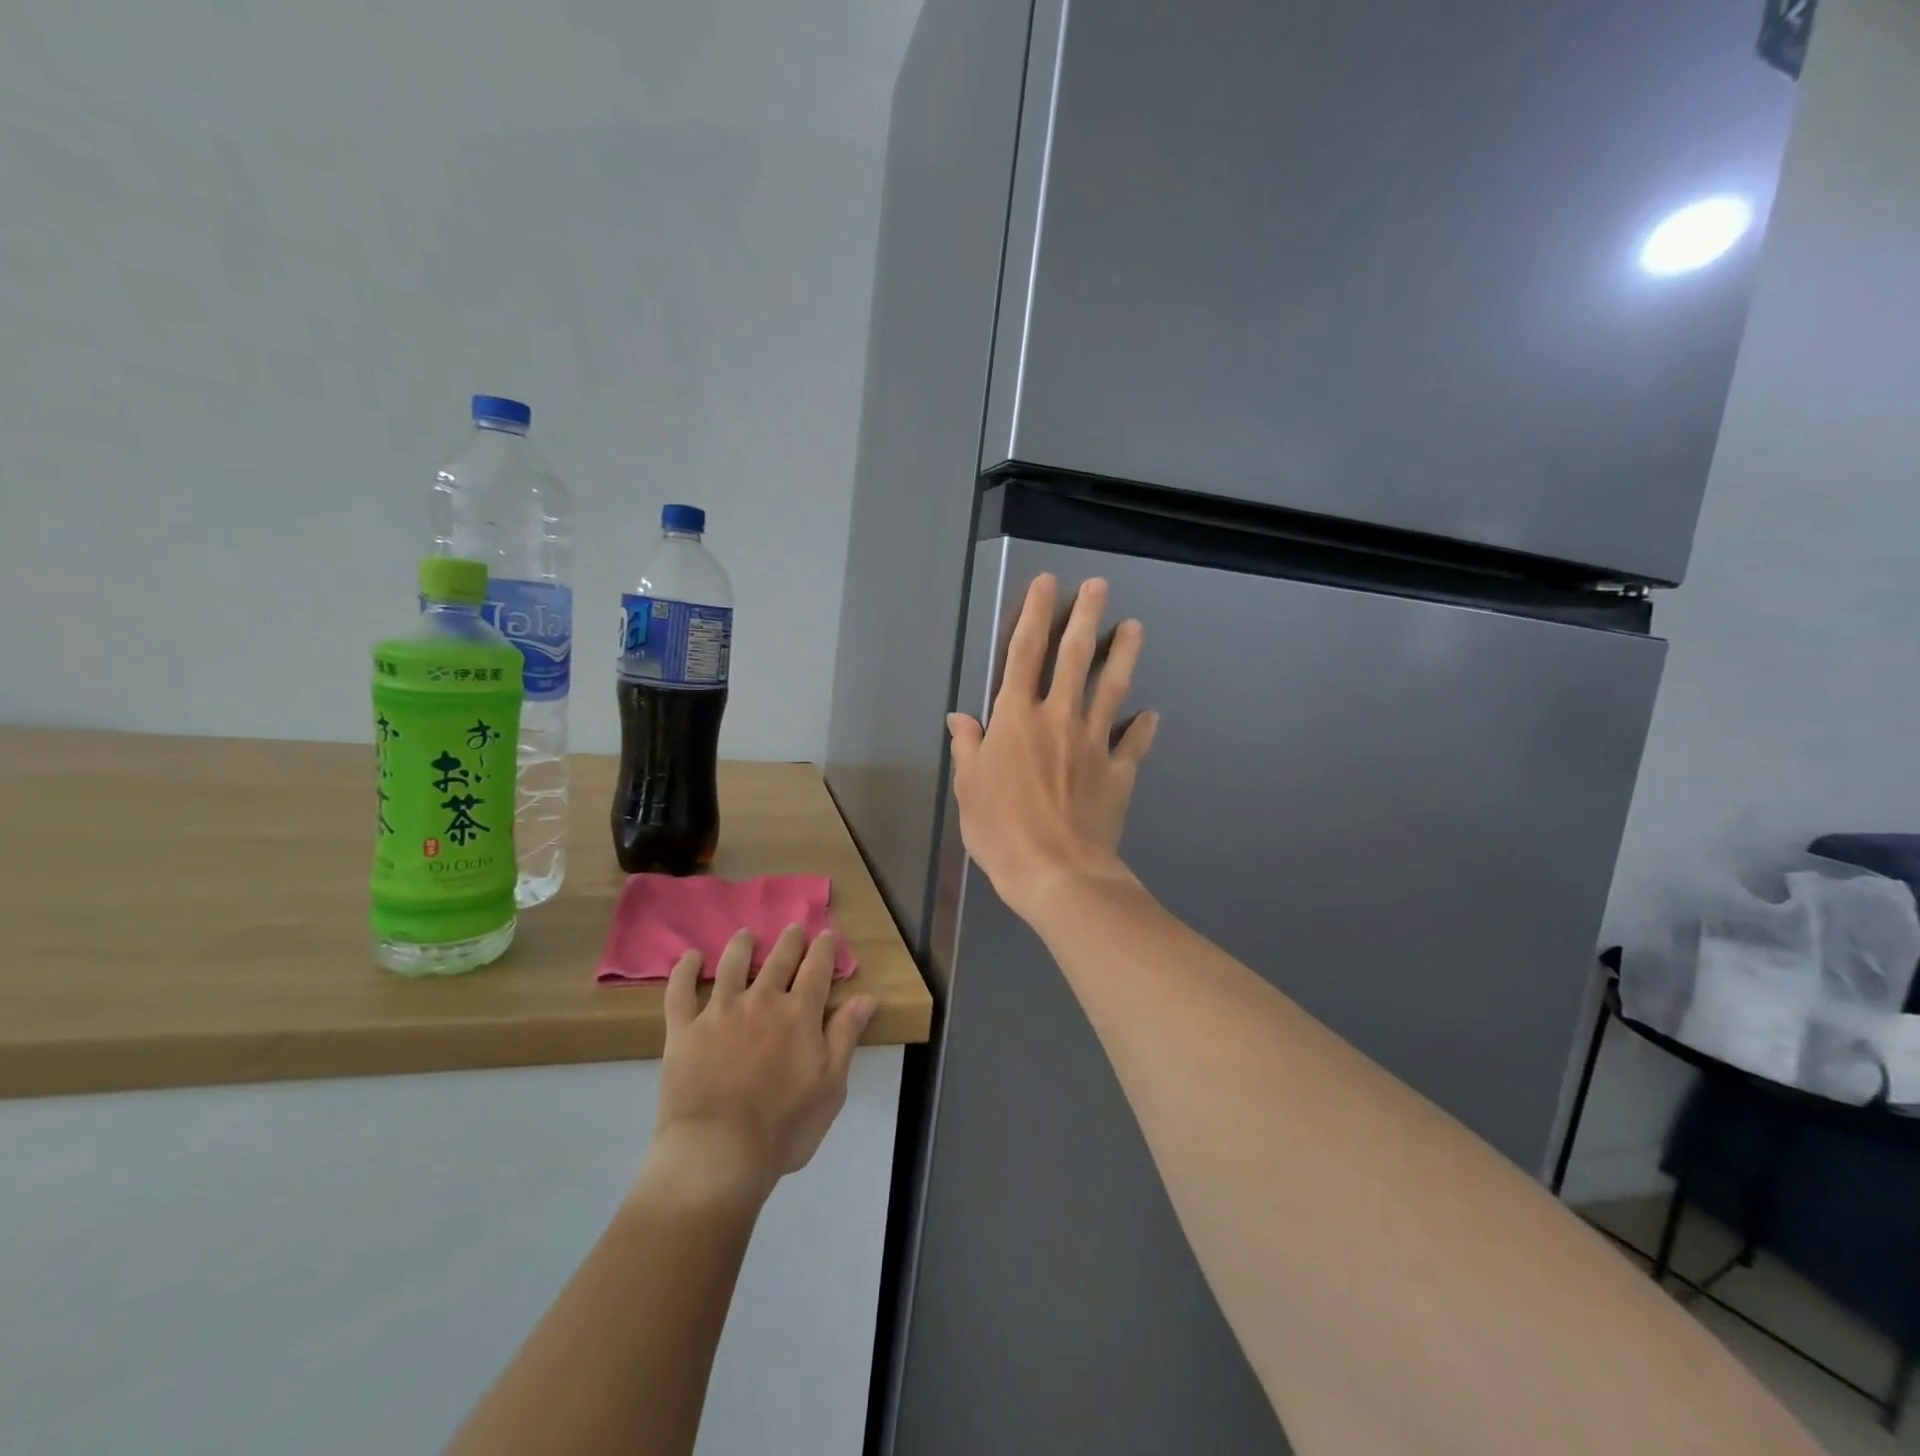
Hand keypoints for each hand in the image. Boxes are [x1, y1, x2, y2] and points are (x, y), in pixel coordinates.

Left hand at [640, 927, 875, 1209]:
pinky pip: (680, 990)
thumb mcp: (831, 1087)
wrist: (717, 1153)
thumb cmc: (783, 1128)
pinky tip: (689, 957)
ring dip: (741, 946)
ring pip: (732, 965)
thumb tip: (866, 998)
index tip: (825, 934)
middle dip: (789, 940)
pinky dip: (684, 970)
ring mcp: (719, 1012)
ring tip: (746, 934)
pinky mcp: (684, 1029)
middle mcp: (761, 1001)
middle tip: (793, 927)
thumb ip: (845, 1037)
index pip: (816, 969)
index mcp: (799, 1014)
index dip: (823, 948)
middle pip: (778, 959)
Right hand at [946, 574, 1158, 918]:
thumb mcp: (968, 788)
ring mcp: (1094, 743)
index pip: (1024, 654)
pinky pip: (1133, 743)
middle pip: (1074, 658)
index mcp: (1017, 719)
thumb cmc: (1000, 829)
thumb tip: (960, 717)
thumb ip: (967, 747)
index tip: (1047, 584)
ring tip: (1135, 627)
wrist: (1056, 872)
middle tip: (1099, 585)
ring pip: (1112, 689)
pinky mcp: (1119, 771)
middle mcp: (1058, 718)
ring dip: (1123, 656)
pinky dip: (1142, 727)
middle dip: (1085, 616)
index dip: (1035, 615)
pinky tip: (1151, 714)